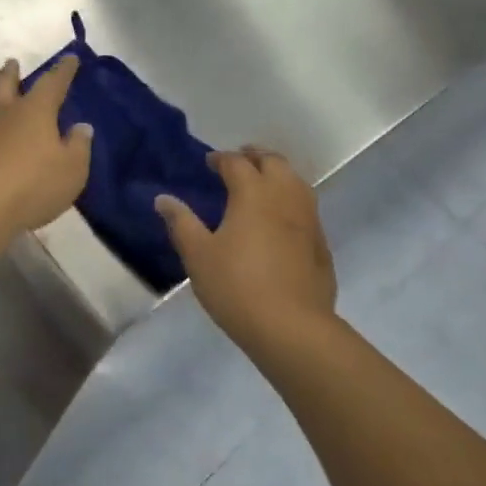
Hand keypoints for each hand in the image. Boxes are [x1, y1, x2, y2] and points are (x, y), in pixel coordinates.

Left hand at [0, 56, 92, 235]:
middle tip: (12, 63)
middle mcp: (3, 113)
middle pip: (5, 83)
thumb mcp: (71, 169)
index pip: (52, 83)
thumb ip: (77, 146)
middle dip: (11, 72)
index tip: (69, 58)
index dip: (63, 70)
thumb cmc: (32, 184)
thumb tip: (81, 128)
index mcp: (34, 110)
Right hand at [157, 149, 335, 349]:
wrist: (292, 328)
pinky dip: (292, 200)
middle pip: (274, 162)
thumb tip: (163, 199)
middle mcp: (285, 197)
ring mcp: (309, 220)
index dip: (221, 159)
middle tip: (240, 161)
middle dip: (255, 157)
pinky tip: (282, 219)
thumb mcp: (198, 255)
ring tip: (262, 183)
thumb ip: (181, 223)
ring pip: (297, 182)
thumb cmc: (237, 286)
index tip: (209, 162)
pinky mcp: (321, 244)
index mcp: (253, 193)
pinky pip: (307, 208)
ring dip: (278, 174)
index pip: (236, 163)